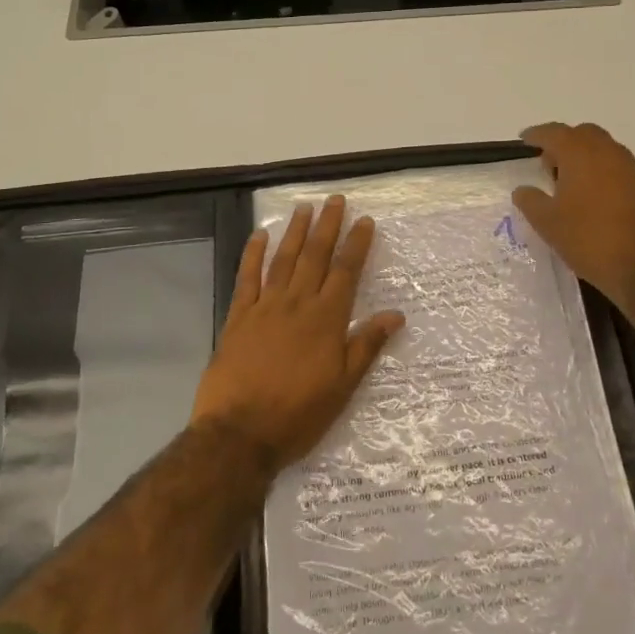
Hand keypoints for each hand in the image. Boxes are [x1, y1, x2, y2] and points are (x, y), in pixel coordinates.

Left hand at [190, 196, 405, 474]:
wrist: (239, 434)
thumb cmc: (298, 414)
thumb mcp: (343, 386)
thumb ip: (366, 345)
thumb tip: (396, 315)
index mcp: (326, 319)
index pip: (346, 272)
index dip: (356, 244)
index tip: (364, 220)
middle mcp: (297, 304)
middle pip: (315, 256)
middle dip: (327, 226)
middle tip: (335, 200)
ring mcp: (265, 307)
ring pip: (283, 260)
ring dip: (295, 232)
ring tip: (304, 208)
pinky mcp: (238, 317)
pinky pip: (246, 278)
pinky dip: (253, 254)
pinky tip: (259, 236)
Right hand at [512, 122, 634, 316]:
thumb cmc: (589, 238)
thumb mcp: (547, 223)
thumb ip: (530, 201)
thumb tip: (523, 189)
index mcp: (581, 153)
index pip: (554, 132)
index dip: (537, 135)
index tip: (524, 141)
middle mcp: (608, 152)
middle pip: (582, 134)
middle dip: (563, 143)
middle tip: (547, 164)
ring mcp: (630, 169)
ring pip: (603, 149)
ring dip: (584, 157)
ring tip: (567, 183)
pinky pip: (616, 168)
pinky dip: (600, 172)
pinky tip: (591, 198)